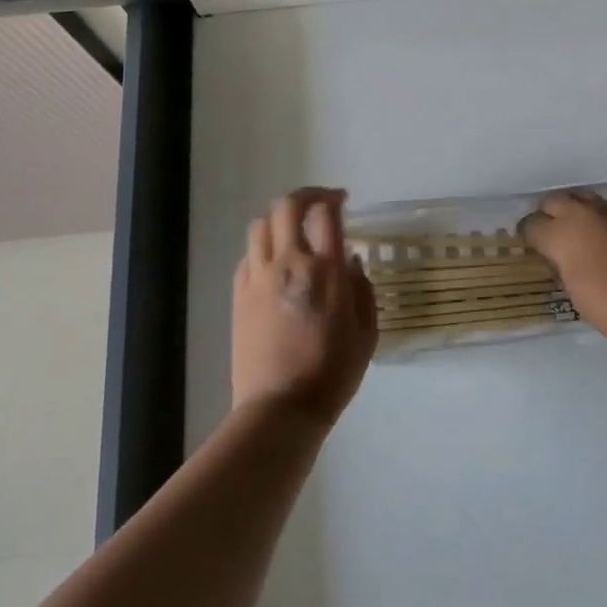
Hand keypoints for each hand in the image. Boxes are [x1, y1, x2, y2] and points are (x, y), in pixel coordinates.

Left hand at [232, 188, 377, 426]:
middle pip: (287, 206)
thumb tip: (351, 262)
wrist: (280, 409)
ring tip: (292, 231)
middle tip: (318, 204)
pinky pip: (248, 256)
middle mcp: (289, 263)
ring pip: (261, 225)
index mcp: (325, 270)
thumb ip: (362, 291)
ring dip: (278, 219)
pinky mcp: (239, 296)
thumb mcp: (366, 334)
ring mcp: (259, 278)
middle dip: (304, 196)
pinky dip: (262, 249)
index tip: (342, 201)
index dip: (333, 198)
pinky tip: (273, 264)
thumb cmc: (332, 374)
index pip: (325, 213)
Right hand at [519, 190, 606, 351]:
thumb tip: (562, 260)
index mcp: (561, 233)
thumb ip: (564, 268)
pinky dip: (602, 222)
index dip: (528, 235)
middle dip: (549, 214)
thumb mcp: (575, 293)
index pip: (532, 224)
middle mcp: (583, 214)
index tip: (531, 246)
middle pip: (555, 201)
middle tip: (552, 236)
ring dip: (577, 213)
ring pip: (583, 200)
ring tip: (580, 235)